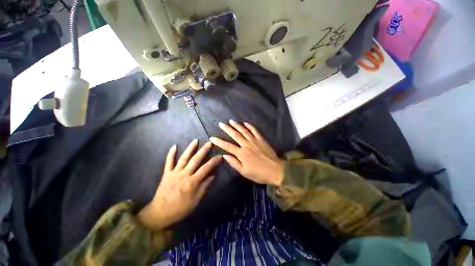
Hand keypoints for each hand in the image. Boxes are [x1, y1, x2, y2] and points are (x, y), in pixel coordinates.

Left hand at [138, 140, 221, 229]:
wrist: (160, 213)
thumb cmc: (180, 208)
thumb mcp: (196, 200)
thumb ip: (205, 186)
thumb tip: (213, 175)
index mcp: (192, 182)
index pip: (206, 168)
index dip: (214, 161)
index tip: (220, 155)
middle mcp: (184, 174)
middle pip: (195, 160)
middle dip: (203, 150)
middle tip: (209, 143)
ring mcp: (174, 173)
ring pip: (184, 158)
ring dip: (190, 148)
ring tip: (195, 140)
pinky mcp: (166, 173)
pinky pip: (168, 162)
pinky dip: (171, 154)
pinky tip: (174, 146)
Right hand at [210, 120, 284, 185]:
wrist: (275, 170)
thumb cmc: (258, 173)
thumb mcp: (244, 172)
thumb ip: (234, 163)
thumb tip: (224, 155)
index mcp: (241, 153)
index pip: (227, 146)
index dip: (219, 142)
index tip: (212, 137)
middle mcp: (246, 145)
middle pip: (235, 135)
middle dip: (227, 129)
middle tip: (220, 124)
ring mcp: (254, 141)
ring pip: (244, 131)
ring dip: (237, 125)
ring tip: (231, 121)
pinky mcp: (261, 139)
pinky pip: (255, 131)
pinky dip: (250, 126)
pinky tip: (245, 123)